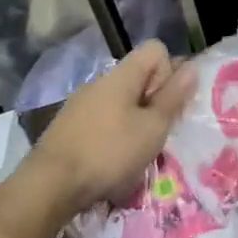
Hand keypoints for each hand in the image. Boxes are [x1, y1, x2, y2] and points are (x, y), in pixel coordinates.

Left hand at [29, 41, 195, 216]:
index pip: (156, 50)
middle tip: (156, 132)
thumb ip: (173, 97)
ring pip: (121, 101)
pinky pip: (102, 120)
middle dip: (153, 101)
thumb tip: (191, 67)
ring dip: (135, 121)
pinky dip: (113, 134)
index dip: (168, 72)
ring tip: (136, 152)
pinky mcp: (67, 127)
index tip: (165, 104)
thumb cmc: (109, 152)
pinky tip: (111, 161)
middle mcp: (100, 82)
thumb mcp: (153, 128)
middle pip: (139, 77)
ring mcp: (80, 104)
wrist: (47, 188)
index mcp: (122, 75)